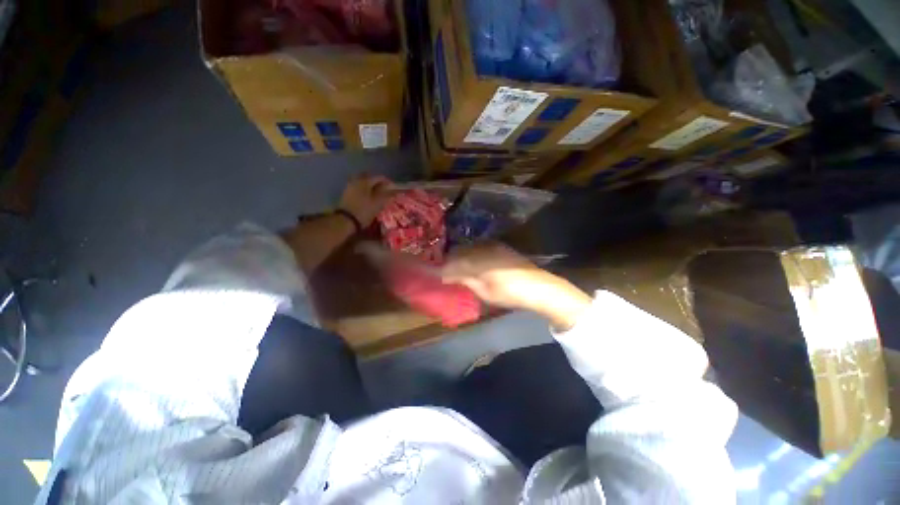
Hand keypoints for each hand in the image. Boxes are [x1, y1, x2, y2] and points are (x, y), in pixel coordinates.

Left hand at [339, 174, 392, 226]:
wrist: (345, 220)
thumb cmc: (364, 211)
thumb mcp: (378, 203)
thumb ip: (387, 195)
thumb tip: (394, 190)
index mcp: (366, 181)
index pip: (380, 177)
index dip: (388, 182)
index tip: (393, 189)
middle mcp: (357, 180)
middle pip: (370, 177)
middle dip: (378, 182)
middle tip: (384, 190)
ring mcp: (350, 186)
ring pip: (363, 182)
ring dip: (370, 186)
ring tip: (377, 194)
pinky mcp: (346, 193)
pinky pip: (358, 187)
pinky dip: (364, 190)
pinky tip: (368, 197)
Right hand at [441, 243, 591, 329]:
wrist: (539, 287)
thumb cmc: (510, 293)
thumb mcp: (484, 291)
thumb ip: (464, 280)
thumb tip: (447, 276)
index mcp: (479, 259)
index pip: (452, 262)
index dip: (440, 269)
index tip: (430, 274)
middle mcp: (483, 248)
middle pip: (458, 253)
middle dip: (447, 263)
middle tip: (441, 274)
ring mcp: (492, 246)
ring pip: (467, 251)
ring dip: (458, 260)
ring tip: (453, 271)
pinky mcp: (498, 248)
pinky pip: (477, 250)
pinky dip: (469, 258)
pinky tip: (469, 266)